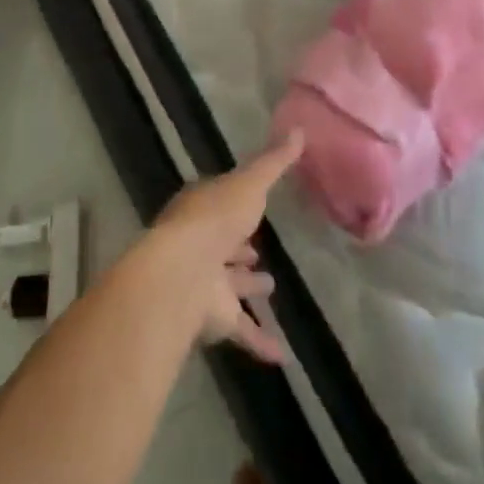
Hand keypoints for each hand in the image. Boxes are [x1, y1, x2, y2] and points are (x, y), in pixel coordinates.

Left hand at [138, 132, 303, 363]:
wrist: (184, 273)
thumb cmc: (216, 218)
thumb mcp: (250, 182)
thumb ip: (274, 161)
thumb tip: (299, 130)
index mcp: (203, 209)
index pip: (220, 204)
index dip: (236, 205)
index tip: (254, 206)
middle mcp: (201, 244)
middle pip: (222, 244)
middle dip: (238, 246)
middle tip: (257, 251)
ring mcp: (206, 282)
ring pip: (229, 285)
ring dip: (246, 286)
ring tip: (269, 285)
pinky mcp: (214, 318)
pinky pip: (241, 330)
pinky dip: (259, 340)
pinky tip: (282, 354)